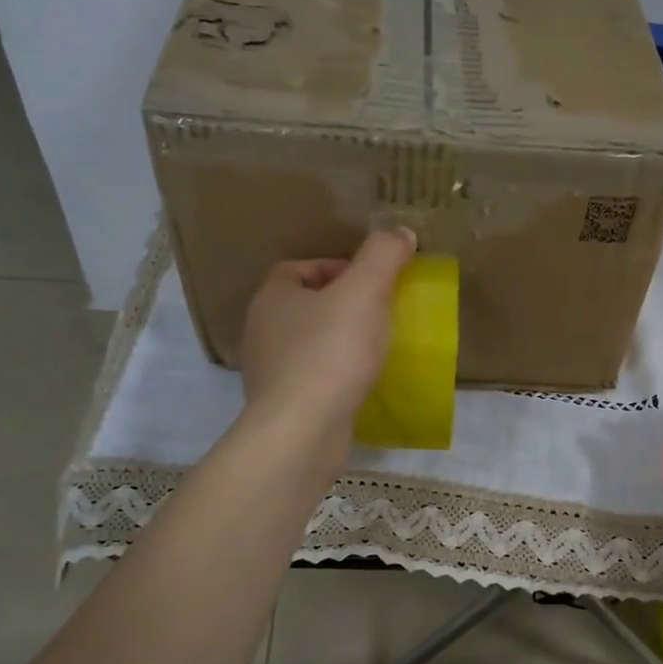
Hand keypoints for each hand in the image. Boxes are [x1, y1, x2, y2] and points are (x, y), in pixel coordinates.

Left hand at [239, 228, 415, 455]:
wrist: (302, 431)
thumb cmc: (331, 352)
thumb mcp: (364, 292)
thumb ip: (383, 255)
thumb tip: (400, 232)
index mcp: (272, 297)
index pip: (300, 268)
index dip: (338, 267)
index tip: (373, 282)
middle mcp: (262, 330)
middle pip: (307, 305)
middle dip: (343, 305)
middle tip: (381, 313)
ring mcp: (270, 371)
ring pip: (311, 343)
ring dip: (341, 341)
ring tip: (376, 348)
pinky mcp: (284, 405)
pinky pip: (314, 378)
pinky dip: (337, 375)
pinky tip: (362, 383)